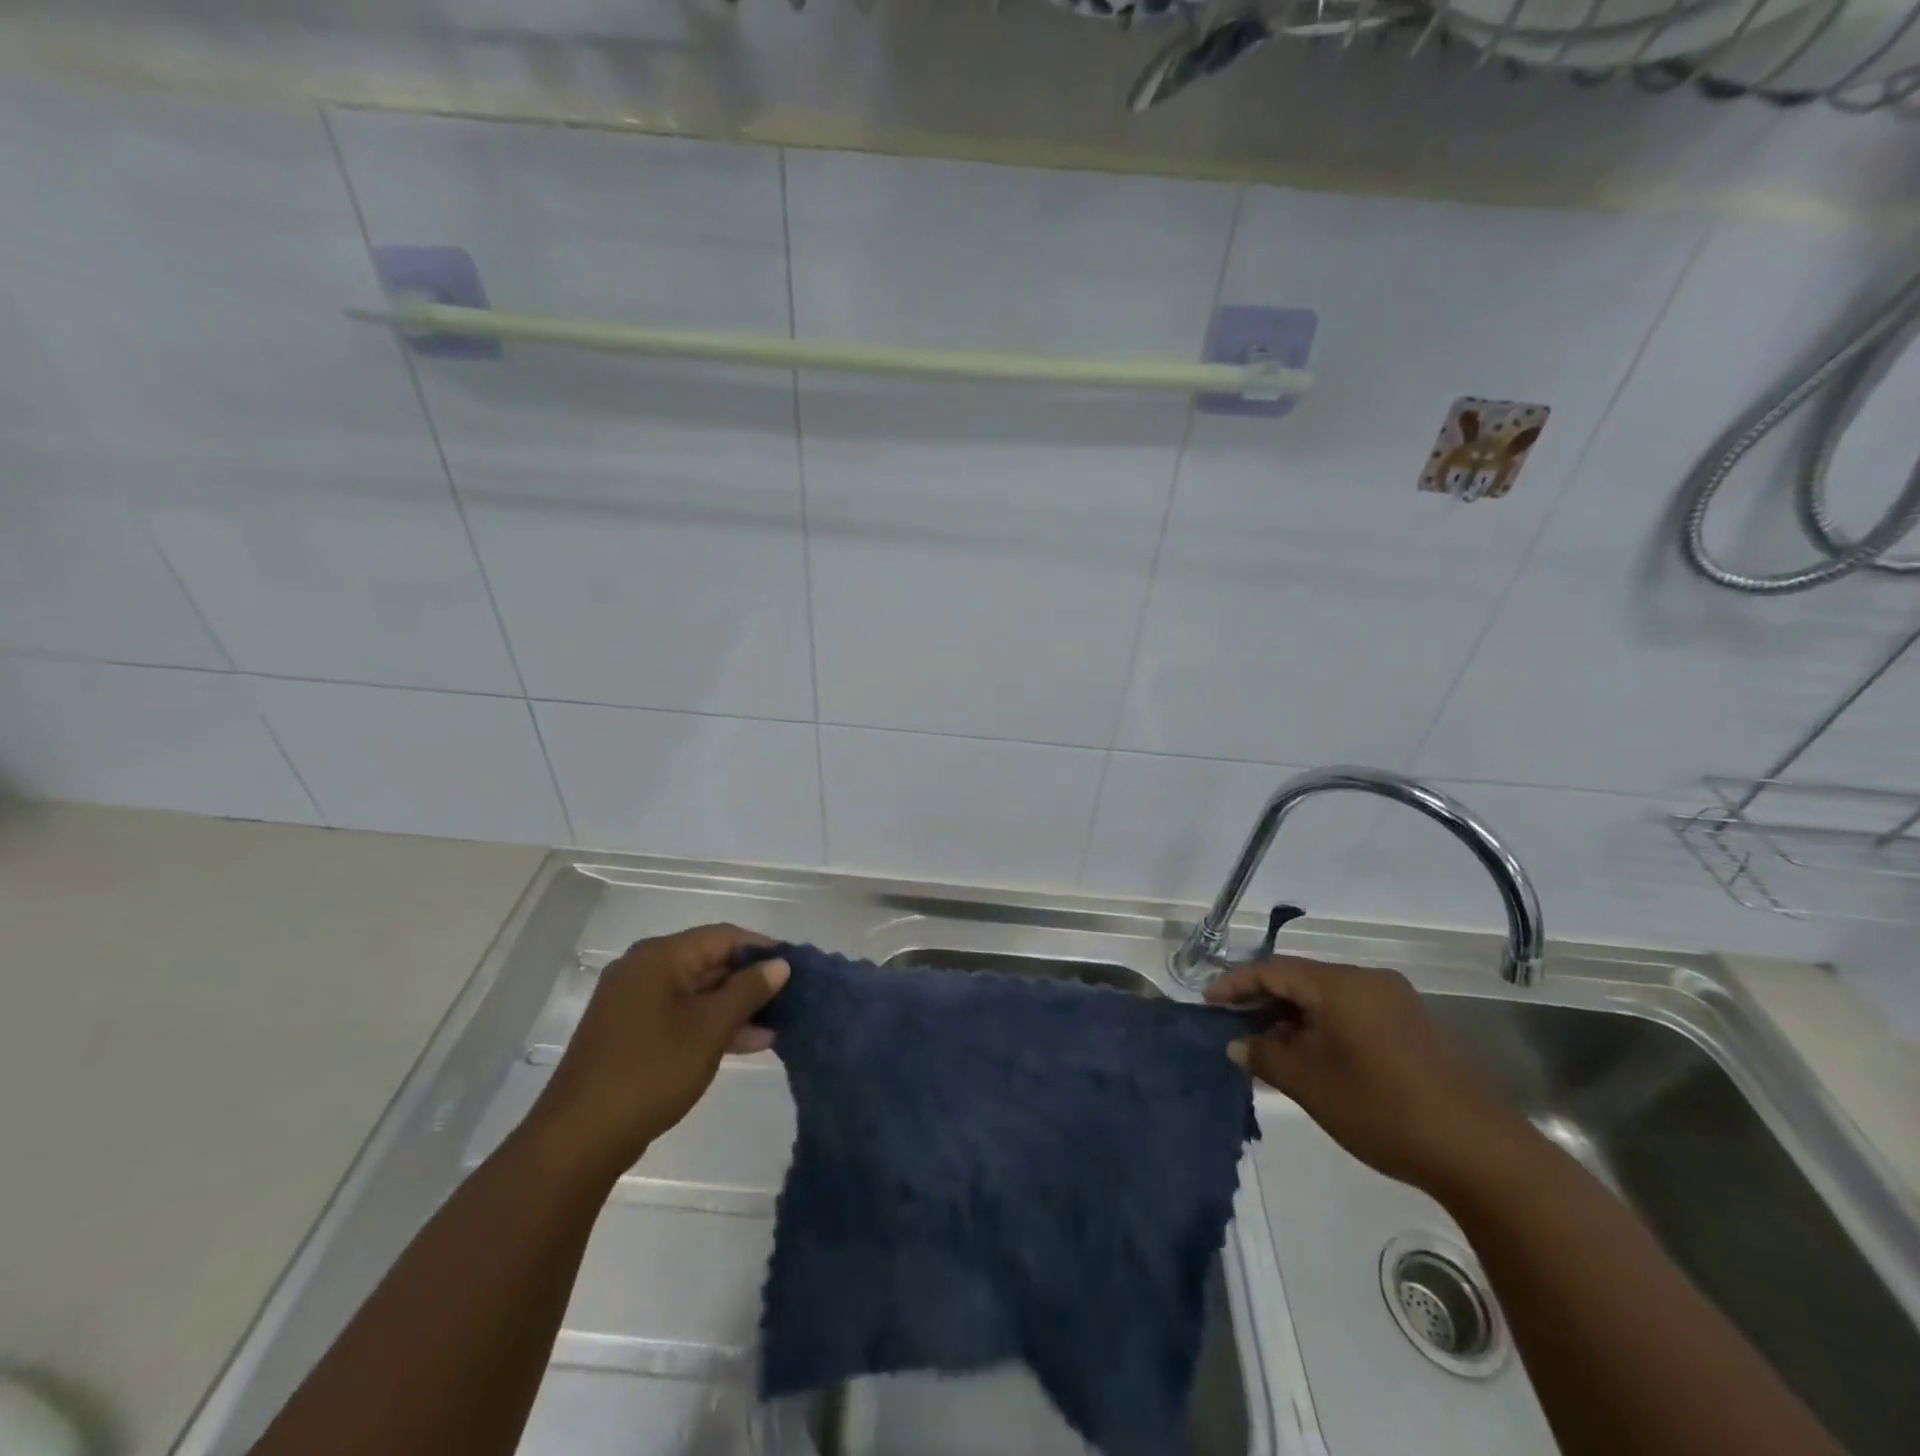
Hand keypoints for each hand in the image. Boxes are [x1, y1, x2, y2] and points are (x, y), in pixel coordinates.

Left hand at [527, 924, 788, 1179]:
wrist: (579, 1139)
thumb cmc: (651, 1071)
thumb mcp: (710, 1028)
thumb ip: (748, 990)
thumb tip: (780, 964)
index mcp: (659, 957)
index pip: (723, 936)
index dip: (763, 948)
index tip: (797, 966)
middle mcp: (644, 969)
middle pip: (709, 961)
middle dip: (751, 980)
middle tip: (791, 997)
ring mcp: (634, 1002)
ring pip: (698, 991)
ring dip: (735, 1006)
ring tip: (777, 1024)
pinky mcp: (632, 1033)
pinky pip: (682, 1014)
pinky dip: (712, 1024)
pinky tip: (748, 1042)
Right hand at [1206, 956, 1522, 1195]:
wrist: (1479, 1153)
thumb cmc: (1381, 1108)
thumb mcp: (1309, 1083)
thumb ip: (1264, 1055)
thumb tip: (1236, 1044)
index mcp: (1341, 984)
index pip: (1274, 970)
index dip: (1236, 984)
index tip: (1208, 1002)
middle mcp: (1368, 981)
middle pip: (1301, 979)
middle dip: (1263, 1000)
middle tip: (1232, 1023)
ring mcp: (1395, 1003)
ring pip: (1327, 998)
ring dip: (1293, 1017)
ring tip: (1266, 1045)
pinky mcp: (1412, 1028)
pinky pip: (1352, 1014)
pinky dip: (1322, 1027)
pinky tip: (1309, 1056)